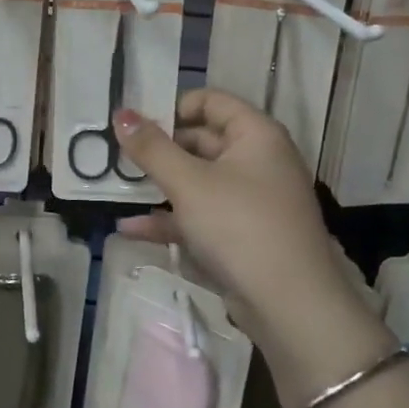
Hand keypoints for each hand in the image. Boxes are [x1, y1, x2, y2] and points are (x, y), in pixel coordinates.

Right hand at [112, 89, 354, 341]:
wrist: (291, 306)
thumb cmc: (240, 227)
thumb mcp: (188, 183)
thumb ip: (151, 148)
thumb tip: (121, 113)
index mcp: (256, 135)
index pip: (211, 100)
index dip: (173, 106)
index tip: (136, 124)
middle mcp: (259, 161)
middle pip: (202, 141)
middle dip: (160, 150)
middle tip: (117, 157)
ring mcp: (252, 201)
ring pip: (199, 182)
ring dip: (160, 186)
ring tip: (117, 189)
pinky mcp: (243, 236)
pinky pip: (202, 216)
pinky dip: (172, 220)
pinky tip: (131, 228)